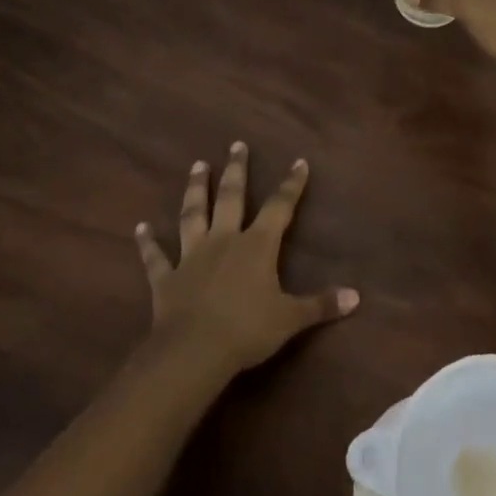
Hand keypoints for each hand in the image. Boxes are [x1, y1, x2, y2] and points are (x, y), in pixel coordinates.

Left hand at [135, 142, 358, 375]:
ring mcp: (192, 255)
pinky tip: (139, 228)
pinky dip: (147, 242)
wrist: (195, 350)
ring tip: (197, 166)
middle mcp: (224, 240)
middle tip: (236, 145)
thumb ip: (321, 304)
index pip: (279, 207)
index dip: (291, 185)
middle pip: (231, 197)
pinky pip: (155, 256)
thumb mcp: (291, 319)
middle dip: (236, 170)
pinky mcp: (166, 277)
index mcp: (257, 246)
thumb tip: (356, 296)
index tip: (298, 162)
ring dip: (195, 189)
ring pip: (193, 214)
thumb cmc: (247, 330)